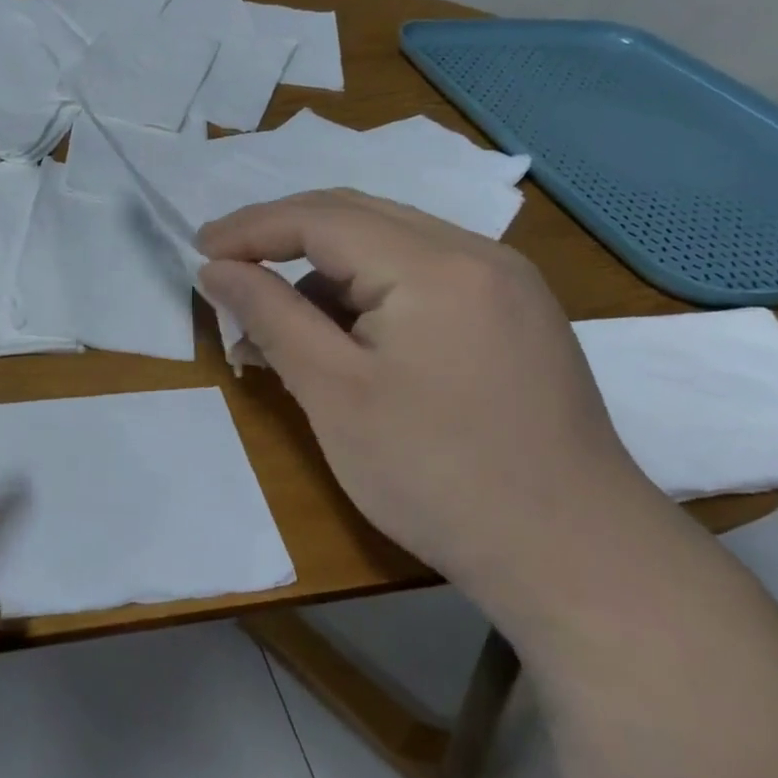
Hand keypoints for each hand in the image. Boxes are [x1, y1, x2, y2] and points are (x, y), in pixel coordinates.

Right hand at [197, 190, 667, 606]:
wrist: (579, 561)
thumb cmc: (440, 477)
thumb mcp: (334, 394)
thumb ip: (270, 316)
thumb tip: (216, 269)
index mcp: (435, 264)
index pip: (321, 218)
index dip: (251, 228)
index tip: (198, 251)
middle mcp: (476, 253)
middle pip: (356, 216)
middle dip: (282, 235)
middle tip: (226, 264)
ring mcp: (505, 282)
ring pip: (389, 244)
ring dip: (325, 267)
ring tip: (280, 317)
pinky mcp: (515, 314)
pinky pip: (423, 274)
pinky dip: (368, 290)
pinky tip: (345, 334)